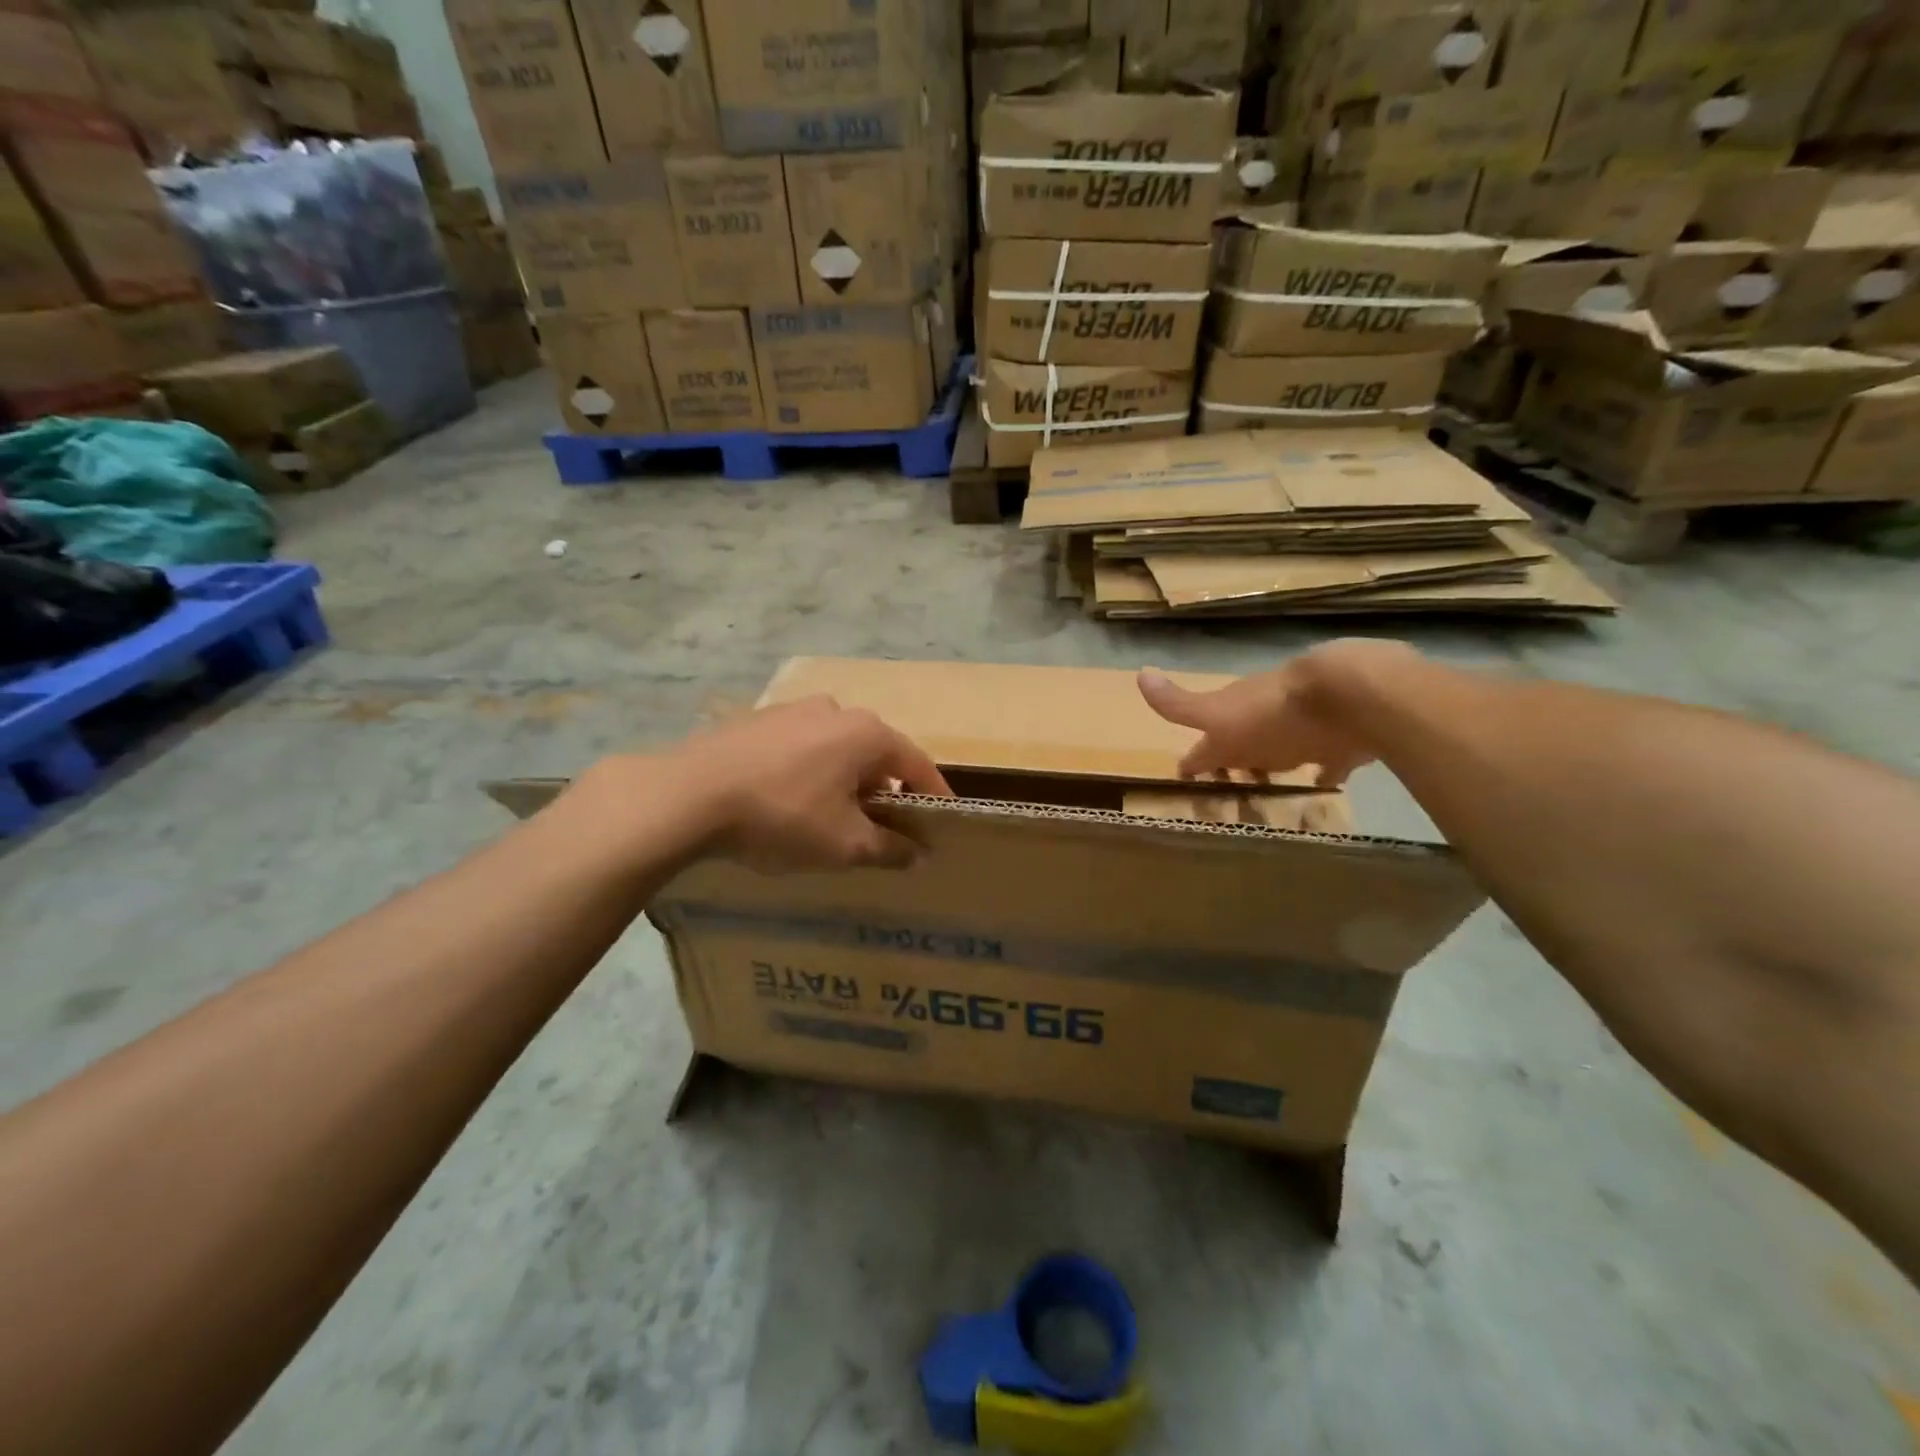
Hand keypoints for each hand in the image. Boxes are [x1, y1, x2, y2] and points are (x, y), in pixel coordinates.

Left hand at [671, 695, 952, 871]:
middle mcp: (835, 710)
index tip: (941, 823)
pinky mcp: (755, 720)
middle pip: (875, 754)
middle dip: (883, 791)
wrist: (687, 795)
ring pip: (834, 749)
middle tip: (880, 828)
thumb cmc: (783, 816)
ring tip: (829, 817)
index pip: (917, 764)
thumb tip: (919, 853)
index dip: (933, 796)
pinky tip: (786, 800)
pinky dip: (807, 771)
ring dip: (843, 780)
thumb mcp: (844, 845)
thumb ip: (890, 848)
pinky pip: (798, 747)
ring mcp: (791, 710)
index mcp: (866, 734)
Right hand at [1138, 642, 1405, 786]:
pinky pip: (1329, 761)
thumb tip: (1139, 673)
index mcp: (1234, 716)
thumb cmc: (1273, 714)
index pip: (1205, 740)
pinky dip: (1323, 773)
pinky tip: (1322, 785)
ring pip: (1284, 751)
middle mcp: (1266, 718)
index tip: (1184, 778)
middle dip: (1237, 763)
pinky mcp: (1342, 741)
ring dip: (1275, 766)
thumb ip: (1178, 703)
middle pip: (1245, 743)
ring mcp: (1305, 728)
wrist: (1348, 696)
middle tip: (1231, 791)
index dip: (1194, 761)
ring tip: (1269, 791)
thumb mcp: (1216, 715)